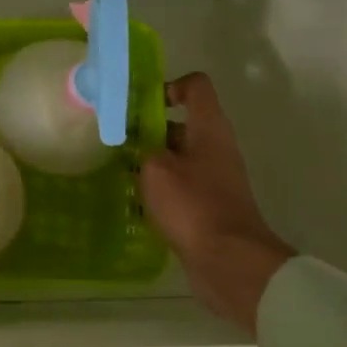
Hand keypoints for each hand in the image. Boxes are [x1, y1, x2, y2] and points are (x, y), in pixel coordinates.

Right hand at [140, 73, 293, 333]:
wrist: (229, 261)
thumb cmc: (192, 205)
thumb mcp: (156, 169)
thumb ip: (145, 149)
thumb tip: (145, 149)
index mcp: (209, 128)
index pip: (195, 86)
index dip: (168, 86)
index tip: (140, 106)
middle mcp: (216, 147)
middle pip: (182, 123)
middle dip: (149, 129)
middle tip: (118, 142)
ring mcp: (214, 178)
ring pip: (178, 156)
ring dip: (151, 161)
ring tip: (121, 172)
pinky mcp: (209, 205)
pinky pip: (180, 185)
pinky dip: (160, 188)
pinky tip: (135, 202)